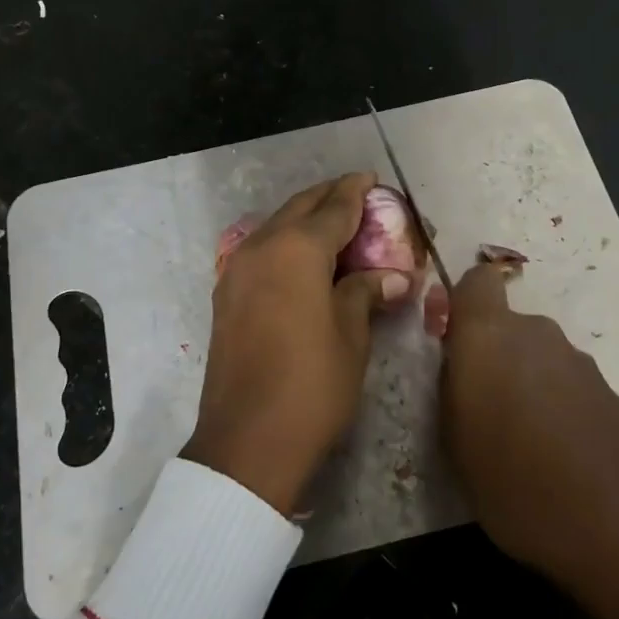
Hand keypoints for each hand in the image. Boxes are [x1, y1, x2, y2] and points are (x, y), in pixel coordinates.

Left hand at [183, 173, 410, 514]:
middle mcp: (262, 247)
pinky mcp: (226, 294)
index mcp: (297, 249)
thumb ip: (365, 293)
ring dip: (304, 220)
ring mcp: (237, 269)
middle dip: (329, 198)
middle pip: (300, 208)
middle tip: (358, 197)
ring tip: (335, 226)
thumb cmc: (312, 384)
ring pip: (276, 226)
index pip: (334, 208)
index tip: (372, 179)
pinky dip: (285, 243)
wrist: (248, 440)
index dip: (356, 192)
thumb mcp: (351, 335)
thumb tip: (392, 278)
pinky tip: (304, 258)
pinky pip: (261, 251)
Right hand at [439, 262, 618, 618]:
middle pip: (506, 324)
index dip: (461, 303)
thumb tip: (458, 366)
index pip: (475, 281)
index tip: (452, 340)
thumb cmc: (515, 484)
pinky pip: (566, 381)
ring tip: (520, 437)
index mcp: (489, 336)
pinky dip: (556, 402)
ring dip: (525, 380)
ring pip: (537, 354)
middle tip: (480, 405)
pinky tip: (556, 451)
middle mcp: (536, 334)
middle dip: (491, 353)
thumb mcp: (454, 442)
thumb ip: (450, 388)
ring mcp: (578, 361)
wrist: (618, 529)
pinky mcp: (609, 391)